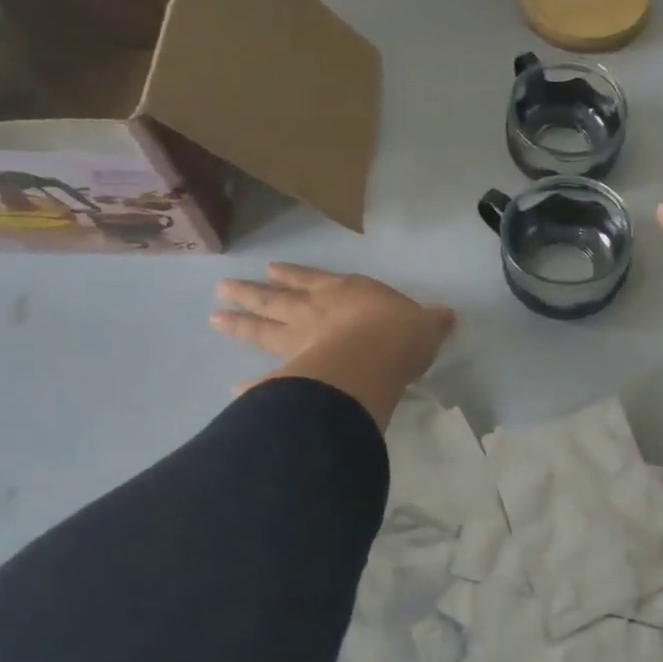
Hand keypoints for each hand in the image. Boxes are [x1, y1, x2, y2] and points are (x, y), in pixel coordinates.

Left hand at [211, 265, 453, 429]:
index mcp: (346, 293)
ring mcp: (299, 344)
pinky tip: (235, 391)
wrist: (375, 361)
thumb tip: (447, 316)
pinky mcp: (294, 376)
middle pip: (277, 301)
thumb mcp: (427, 324)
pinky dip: (254, 387)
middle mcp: (315, 313)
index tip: (272, 270)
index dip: (295, 275)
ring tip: (215, 317)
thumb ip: (432, 320)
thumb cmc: (400, 334)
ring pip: (263, 330)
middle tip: (224, 287)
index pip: (315, 280)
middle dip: (252, 293)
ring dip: (240, 323)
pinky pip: (270, 381)